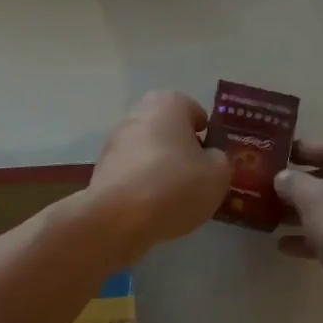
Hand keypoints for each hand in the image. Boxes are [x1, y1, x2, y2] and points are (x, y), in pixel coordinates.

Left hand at [88, 91, 230, 262]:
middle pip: (167, 130)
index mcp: (167, 104)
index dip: (207, 134)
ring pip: (148, 152)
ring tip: (175, 197)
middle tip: (197, 176)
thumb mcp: (218, 174)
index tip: (213, 157)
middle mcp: (136, 115)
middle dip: (181, 149)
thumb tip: (210, 157)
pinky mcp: (102, 170)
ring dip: (160, 168)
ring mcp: (114, 142)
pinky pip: (132, 173)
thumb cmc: (175, 185)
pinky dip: (143, 185)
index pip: (194, 110)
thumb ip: (220, 159)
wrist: (118, 218)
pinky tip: (153, 207)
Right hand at [275, 140, 322, 322]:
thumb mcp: (317, 200)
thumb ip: (294, 183)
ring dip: (302, 213)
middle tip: (263, 187)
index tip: (271, 153)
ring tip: (269, 216)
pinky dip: (314, 238)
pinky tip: (285, 246)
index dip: (300, 149)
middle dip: (298, 184)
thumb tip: (283, 177)